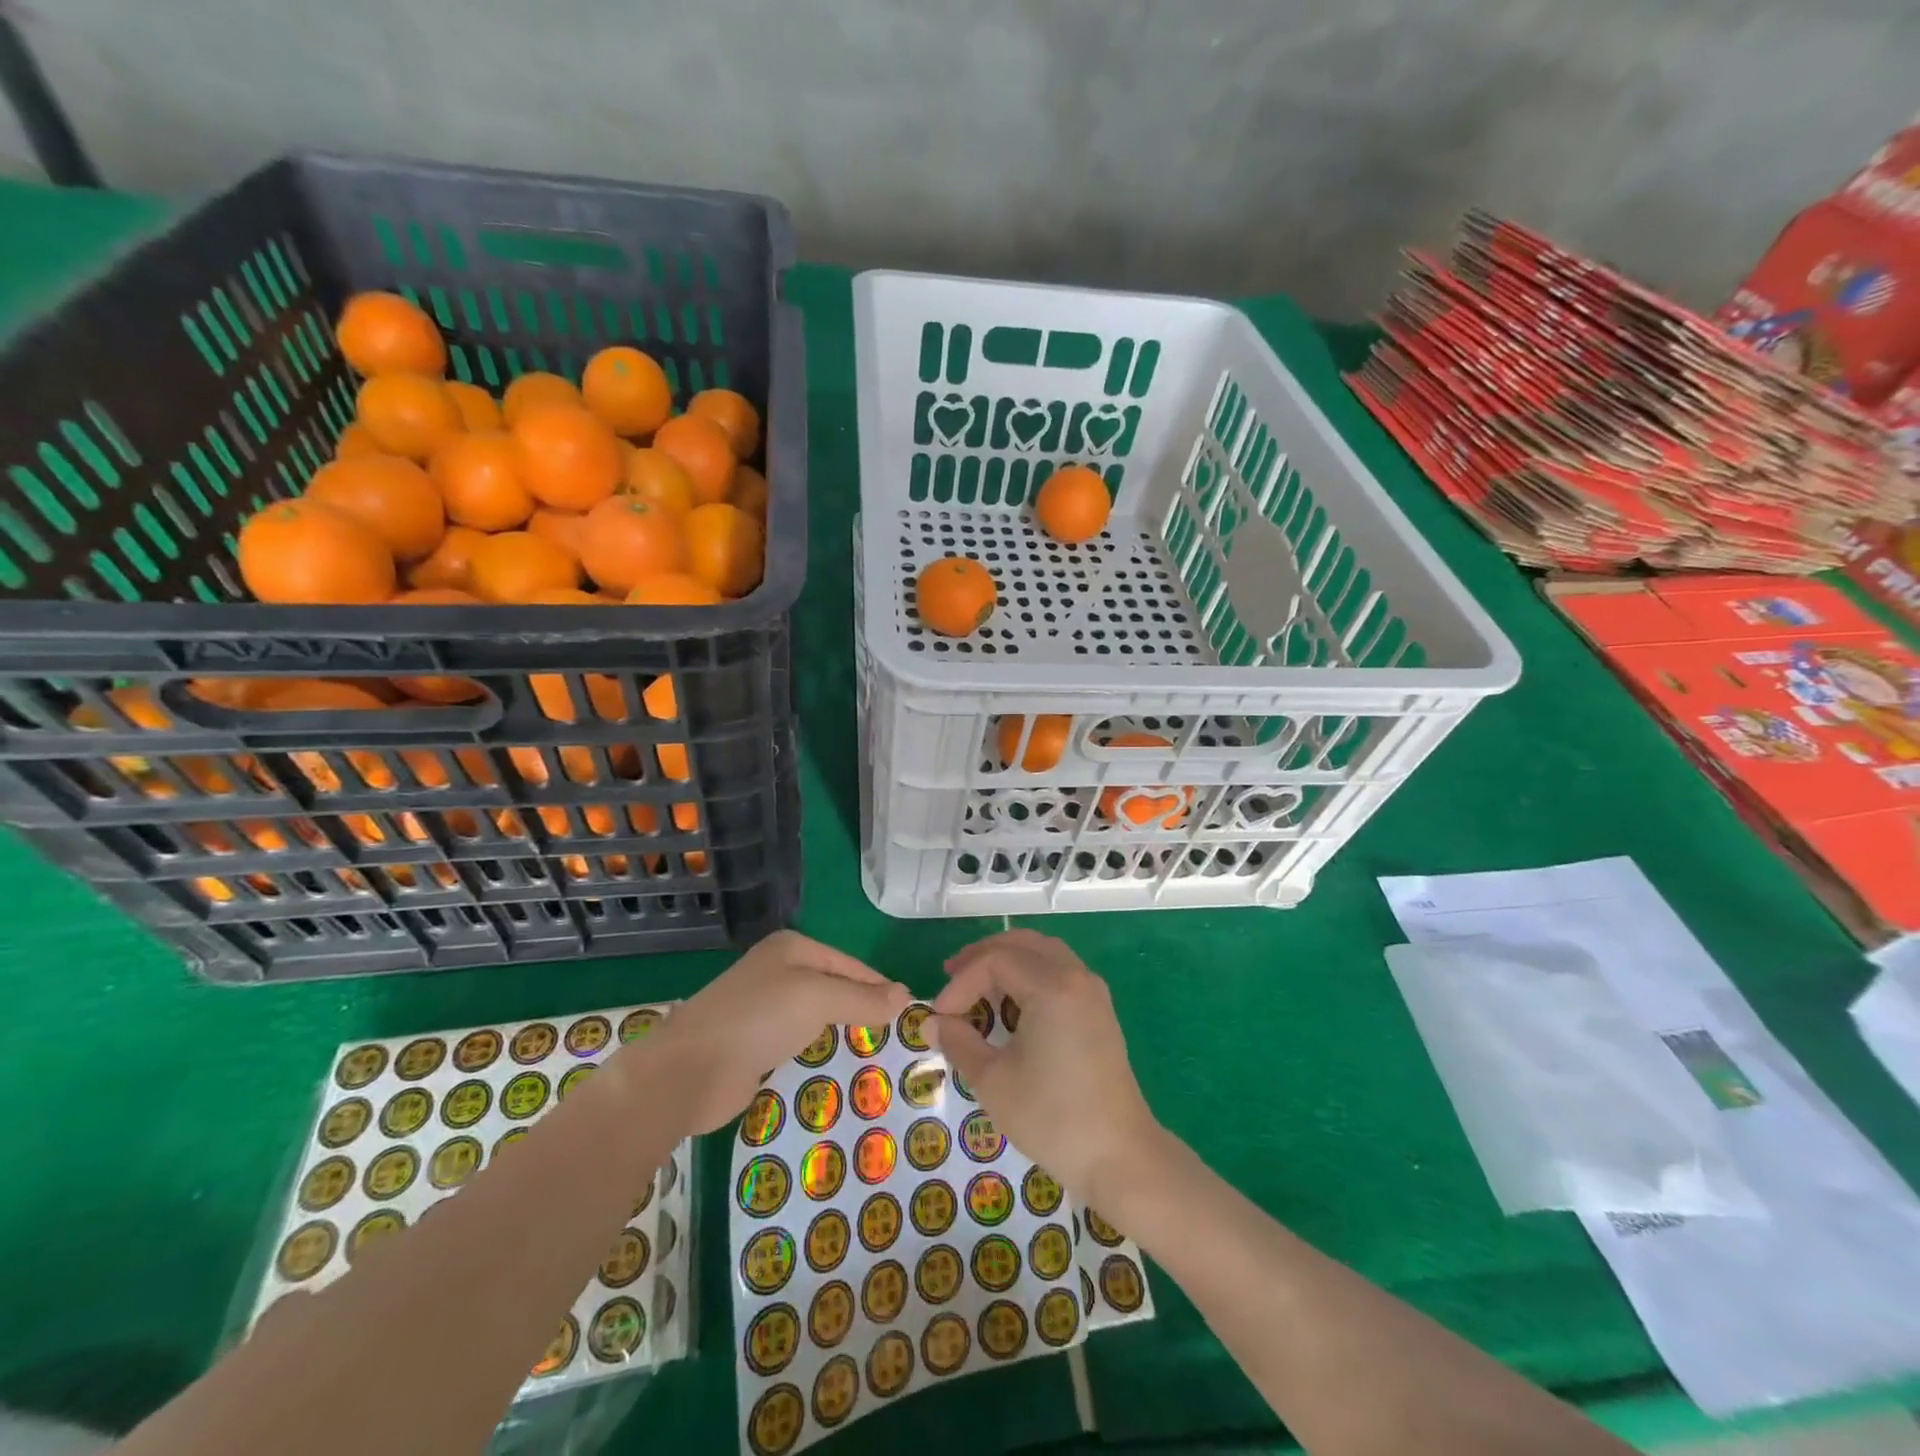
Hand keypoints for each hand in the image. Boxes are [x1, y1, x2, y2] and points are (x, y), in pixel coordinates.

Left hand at [644, 930, 909, 1133]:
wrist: (688, 1070)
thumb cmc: (758, 1019)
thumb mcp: (818, 999)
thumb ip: (862, 998)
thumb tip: (905, 996)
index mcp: (792, 947)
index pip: (850, 964)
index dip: (878, 986)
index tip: (907, 1013)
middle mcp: (778, 970)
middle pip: (834, 987)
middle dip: (861, 1009)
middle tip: (894, 1038)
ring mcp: (763, 1007)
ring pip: (816, 1015)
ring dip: (840, 1032)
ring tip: (873, 1055)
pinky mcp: (753, 1042)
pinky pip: (798, 1041)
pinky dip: (816, 1051)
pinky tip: (834, 1068)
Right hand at [929, 929, 1160, 1207]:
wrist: (1119, 1157)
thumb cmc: (1052, 1118)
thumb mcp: (993, 1081)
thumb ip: (959, 1042)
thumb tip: (932, 1023)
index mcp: (1052, 986)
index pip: (994, 961)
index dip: (960, 983)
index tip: (940, 1016)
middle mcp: (1075, 976)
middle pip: (1021, 943)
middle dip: (982, 956)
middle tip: (951, 975)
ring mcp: (1092, 991)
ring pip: (1043, 952)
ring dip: (1007, 960)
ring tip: (977, 983)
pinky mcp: (1099, 1010)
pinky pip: (1059, 970)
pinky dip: (1029, 973)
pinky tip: (1011, 1001)